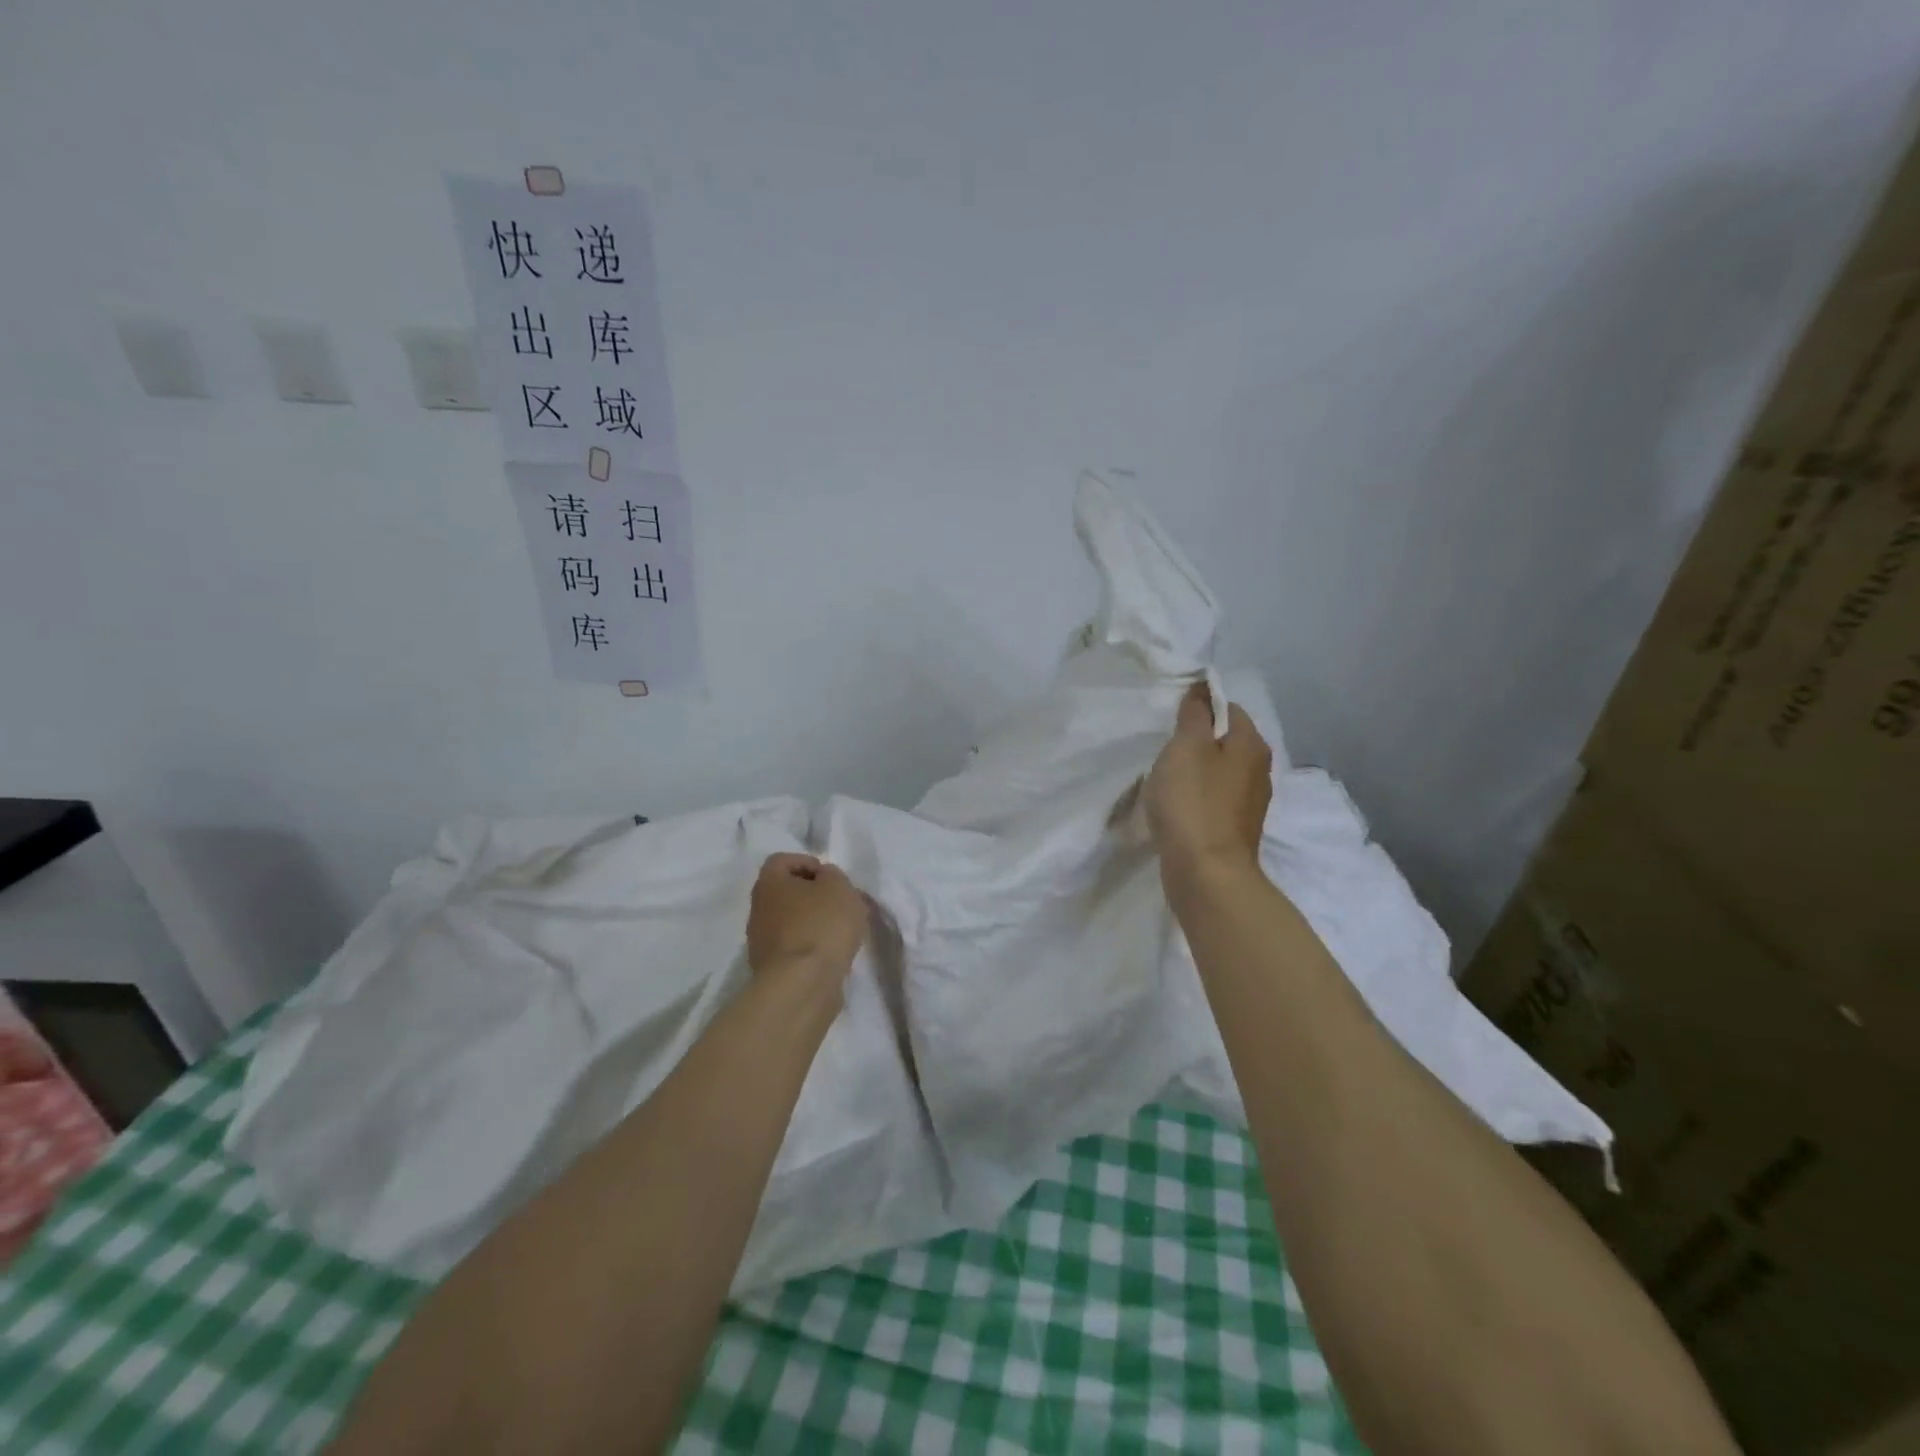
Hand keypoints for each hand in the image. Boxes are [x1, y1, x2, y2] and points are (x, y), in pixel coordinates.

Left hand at [745, 853, 867, 982]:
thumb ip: (832, 875)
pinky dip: (811, 947)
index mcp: (769, 883)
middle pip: (785, 892)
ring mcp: (761, 941)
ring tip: (841, 932)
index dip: (807, 862)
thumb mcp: (839, 887)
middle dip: (813, 895)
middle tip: (839, 903)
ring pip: (790, 921)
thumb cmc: (820, 925)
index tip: (830, 876)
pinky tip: (832, 954)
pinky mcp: (771, 969)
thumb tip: (822, 880)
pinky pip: (794, 947)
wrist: (801, 985)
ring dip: (813, 923)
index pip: (782, 860)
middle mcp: (758, 909)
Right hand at [1144, 683, 1273, 881]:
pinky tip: (1176, 808)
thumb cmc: (1193, 802)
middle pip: (1224, 741)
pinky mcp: (1235, 828)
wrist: (1206, 872)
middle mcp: (1260, 770)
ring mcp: (1249, 802)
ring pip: (1218, 772)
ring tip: (1165, 781)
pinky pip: (1213, 800)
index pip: (1229, 708)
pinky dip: (1196, 798)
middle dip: (1195, 742)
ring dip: (1194, 772)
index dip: (1200, 708)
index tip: (1171, 721)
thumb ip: (1194, 714)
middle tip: (1164, 751)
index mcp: (1251, 744)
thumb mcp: (1186, 747)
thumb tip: (1202, 689)